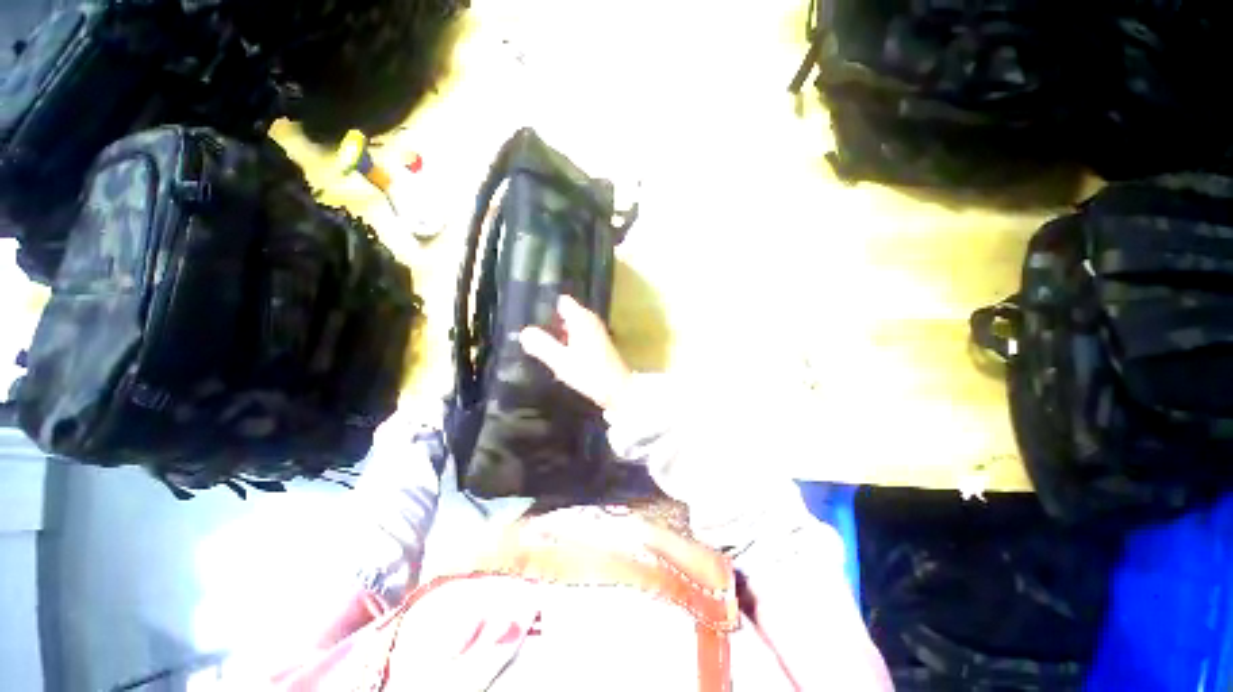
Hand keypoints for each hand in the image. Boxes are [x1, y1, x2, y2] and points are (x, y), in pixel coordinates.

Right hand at [518, 295, 631, 409]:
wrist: (617, 389)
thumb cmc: (589, 372)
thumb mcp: (561, 360)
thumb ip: (541, 345)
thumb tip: (524, 332)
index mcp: (581, 318)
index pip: (561, 301)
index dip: (546, 307)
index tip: (530, 317)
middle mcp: (590, 320)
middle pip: (565, 314)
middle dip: (549, 323)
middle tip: (532, 335)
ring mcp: (596, 331)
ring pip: (571, 327)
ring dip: (558, 335)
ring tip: (541, 346)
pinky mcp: (599, 344)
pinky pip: (578, 337)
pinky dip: (568, 343)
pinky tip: (559, 357)